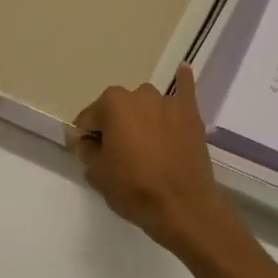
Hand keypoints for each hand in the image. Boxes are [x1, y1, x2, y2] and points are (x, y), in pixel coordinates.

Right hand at [74, 65, 238, 254]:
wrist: (182, 206)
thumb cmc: (134, 189)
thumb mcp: (96, 173)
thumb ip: (87, 150)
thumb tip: (90, 141)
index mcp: (112, 104)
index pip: (89, 118)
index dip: (87, 137)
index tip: (92, 154)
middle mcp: (140, 94)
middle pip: (118, 109)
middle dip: (115, 126)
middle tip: (119, 154)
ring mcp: (168, 101)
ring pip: (145, 105)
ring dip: (141, 118)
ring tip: (146, 144)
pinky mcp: (191, 113)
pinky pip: (185, 90)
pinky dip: (182, 81)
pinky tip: (182, 71)